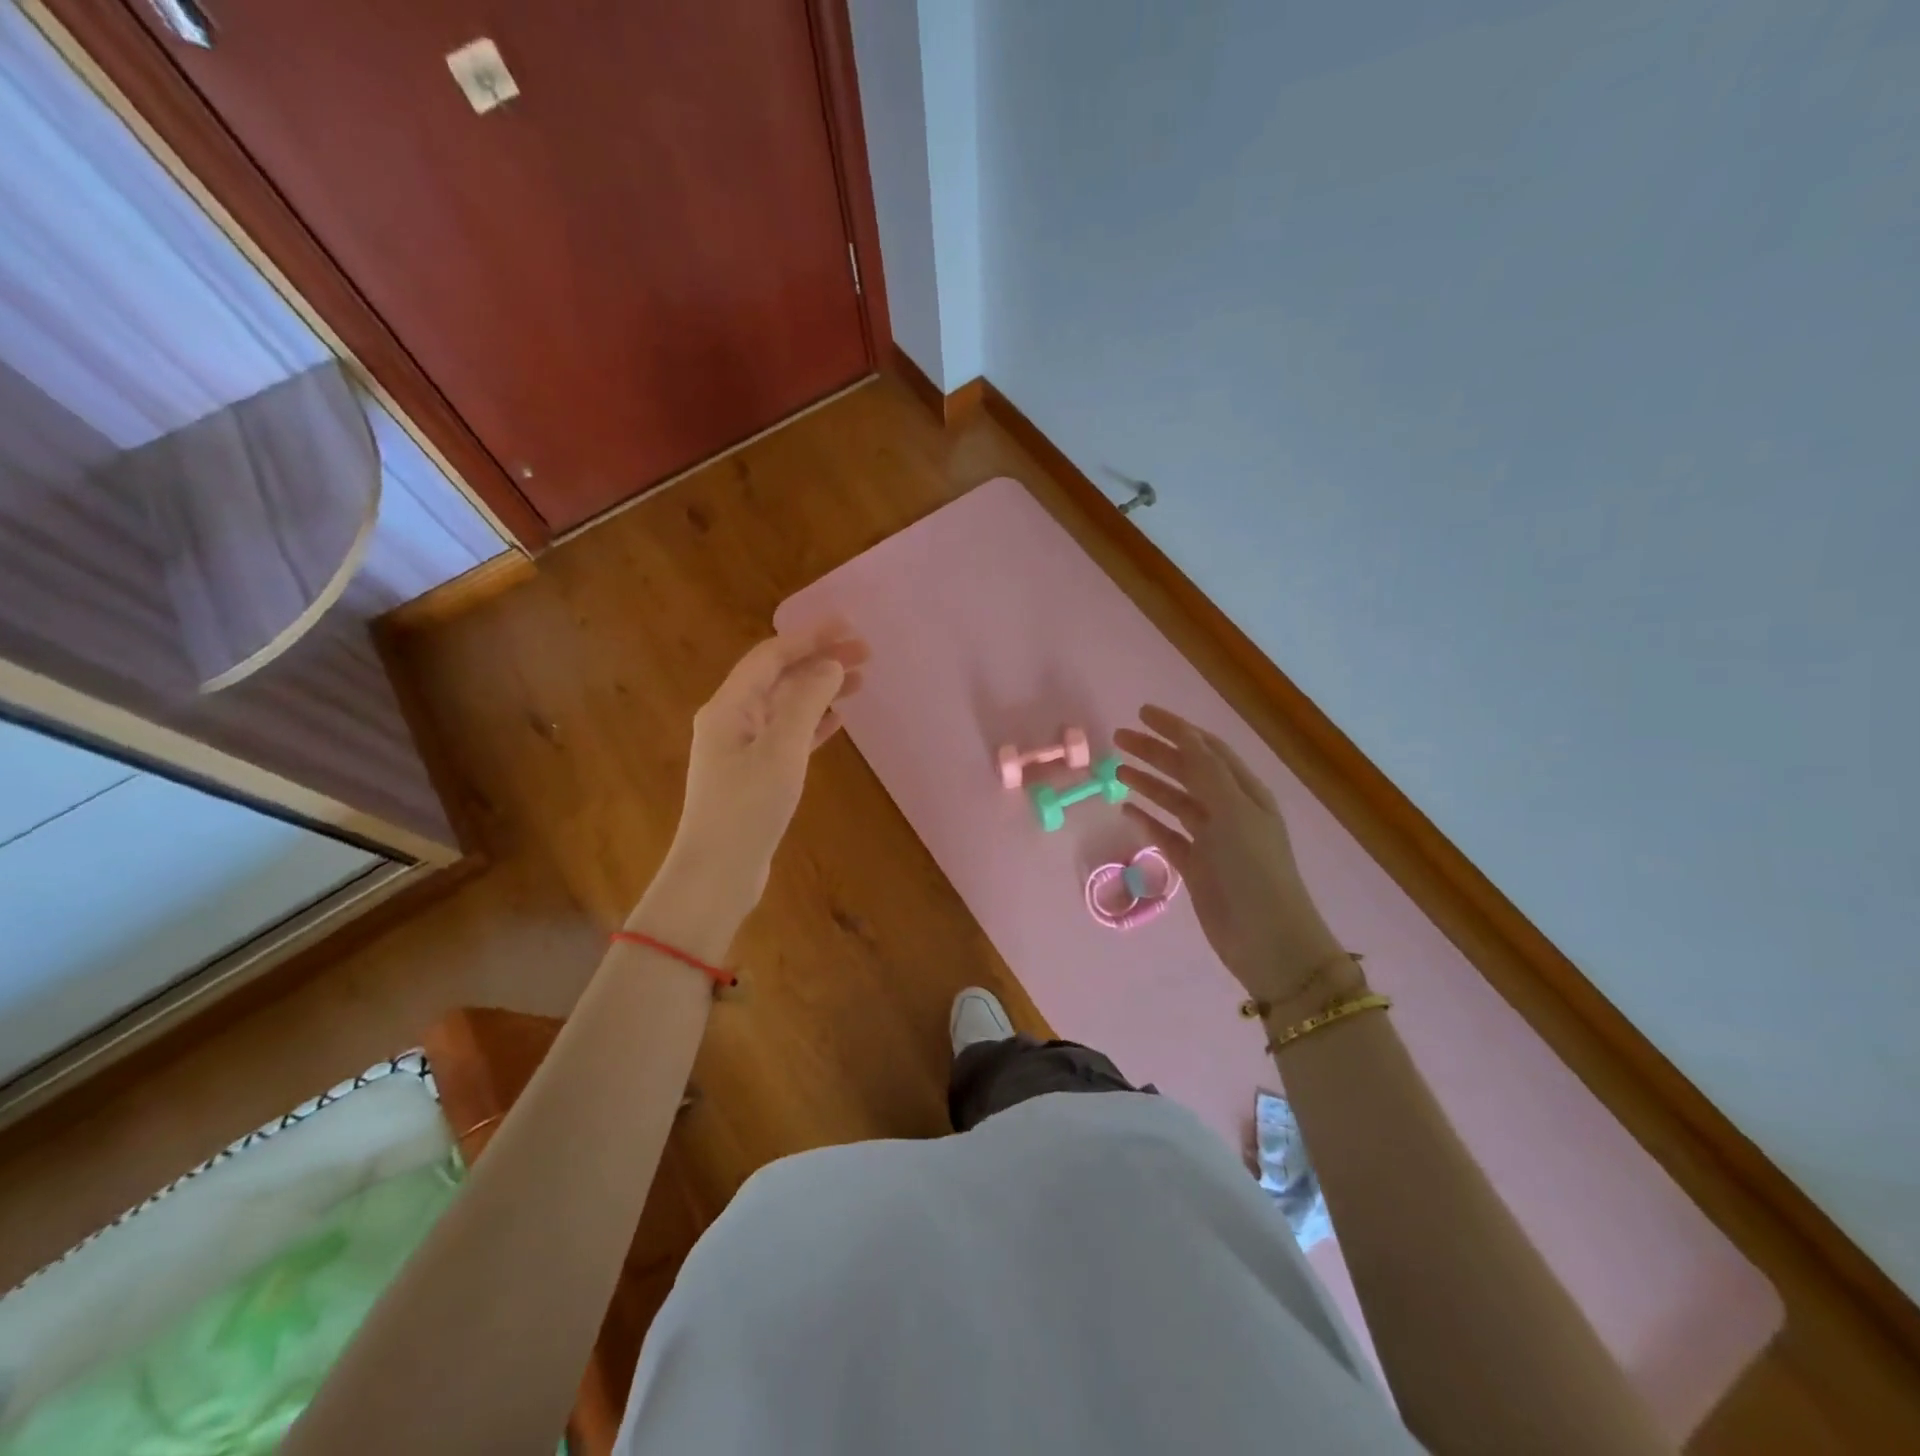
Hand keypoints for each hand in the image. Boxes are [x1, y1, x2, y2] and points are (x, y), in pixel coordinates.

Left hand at [643, 621, 867, 938]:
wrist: (717, 875)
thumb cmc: (747, 809)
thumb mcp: (781, 751)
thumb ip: (806, 702)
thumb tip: (829, 665)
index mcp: (729, 707)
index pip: (772, 656)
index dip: (810, 636)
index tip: (849, 626)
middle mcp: (732, 720)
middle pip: (780, 677)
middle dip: (820, 660)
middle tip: (866, 653)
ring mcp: (742, 748)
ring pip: (787, 705)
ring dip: (821, 690)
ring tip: (861, 681)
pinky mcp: (755, 774)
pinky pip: (788, 735)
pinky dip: (812, 722)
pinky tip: (837, 719)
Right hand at [1114, 706, 1360, 1016]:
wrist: (1268, 940)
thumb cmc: (1254, 870)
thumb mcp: (1233, 813)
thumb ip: (1206, 772)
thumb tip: (1184, 735)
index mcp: (1245, 792)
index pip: (1206, 749)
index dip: (1176, 729)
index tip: (1142, 713)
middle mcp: (1229, 810)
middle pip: (1187, 771)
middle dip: (1155, 752)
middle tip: (1119, 738)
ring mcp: (1212, 839)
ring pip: (1175, 800)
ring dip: (1149, 783)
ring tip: (1118, 769)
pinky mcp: (1197, 867)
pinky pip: (1168, 834)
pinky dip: (1149, 820)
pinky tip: (1127, 810)